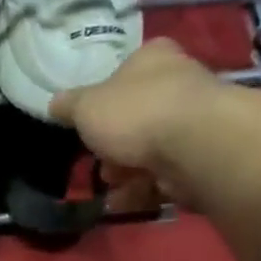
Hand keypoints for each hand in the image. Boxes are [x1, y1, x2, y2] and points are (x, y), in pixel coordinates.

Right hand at [50, 38, 227, 210]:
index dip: (106, 96)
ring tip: (112, 188)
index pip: (128, 69)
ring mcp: (196, 122)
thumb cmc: (135, 113)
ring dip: (126, 173)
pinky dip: (145, 190)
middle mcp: (180, 83)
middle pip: (137, 116)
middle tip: (99, 162)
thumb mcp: (86, 106)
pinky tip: (127, 201)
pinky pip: (166, 175)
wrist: (196, 146)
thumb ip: (68, 106)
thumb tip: (55, 103)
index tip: (91, 121)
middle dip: (113, 146)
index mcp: (153, 59)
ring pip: (150, 150)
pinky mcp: (205, 157)